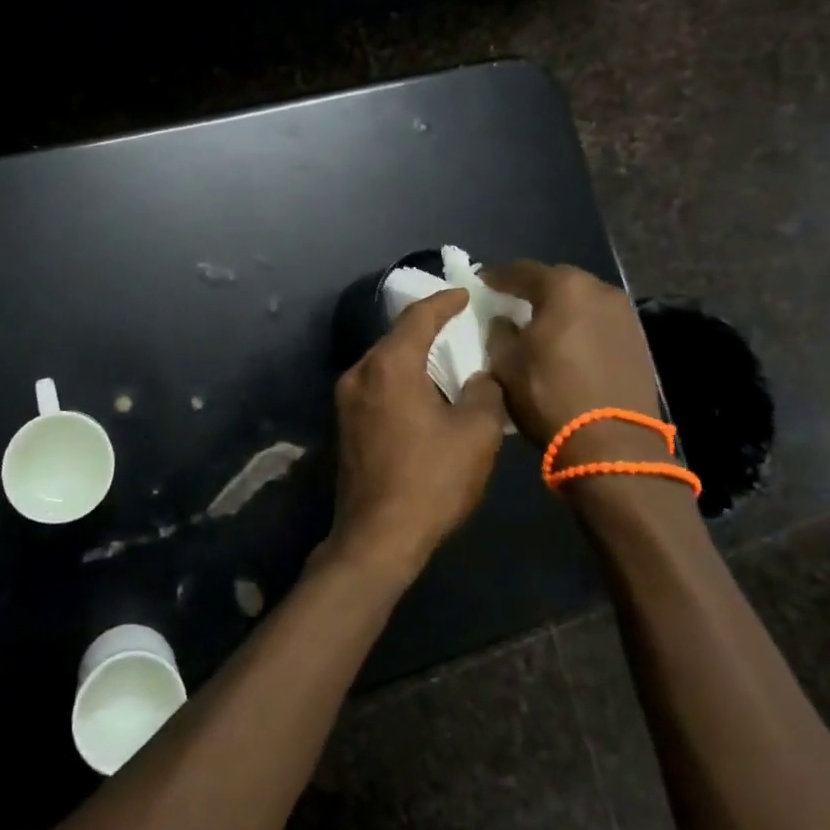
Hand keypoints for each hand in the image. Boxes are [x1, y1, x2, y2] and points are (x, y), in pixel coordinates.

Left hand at [327, 288, 507, 586]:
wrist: (377, 536)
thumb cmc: (431, 480)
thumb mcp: (475, 434)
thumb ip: (485, 392)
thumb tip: (480, 377)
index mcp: (389, 365)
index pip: (418, 317)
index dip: (444, 302)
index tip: (465, 293)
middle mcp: (359, 372)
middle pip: (396, 337)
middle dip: (428, 327)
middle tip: (460, 323)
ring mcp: (346, 398)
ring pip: (384, 362)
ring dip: (414, 356)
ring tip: (447, 356)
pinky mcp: (344, 423)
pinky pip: (377, 385)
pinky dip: (401, 378)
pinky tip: (424, 391)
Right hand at [483, 262, 663, 463]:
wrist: (613, 443)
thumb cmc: (549, 395)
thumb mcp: (506, 364)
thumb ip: (500, 333)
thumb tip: (504, 321)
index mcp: (565, 288)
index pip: (522, 270)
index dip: (498, 277)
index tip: (482, 283)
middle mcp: (600, 291)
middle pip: (558, 281)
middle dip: (533, 289)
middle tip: (511, 302)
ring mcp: (625, 316)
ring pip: (583, 302)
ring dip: (560, 309)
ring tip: (541, 325)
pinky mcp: (638, 342)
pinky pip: (600, 323)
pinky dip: (581, 327)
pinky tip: (568, 345)